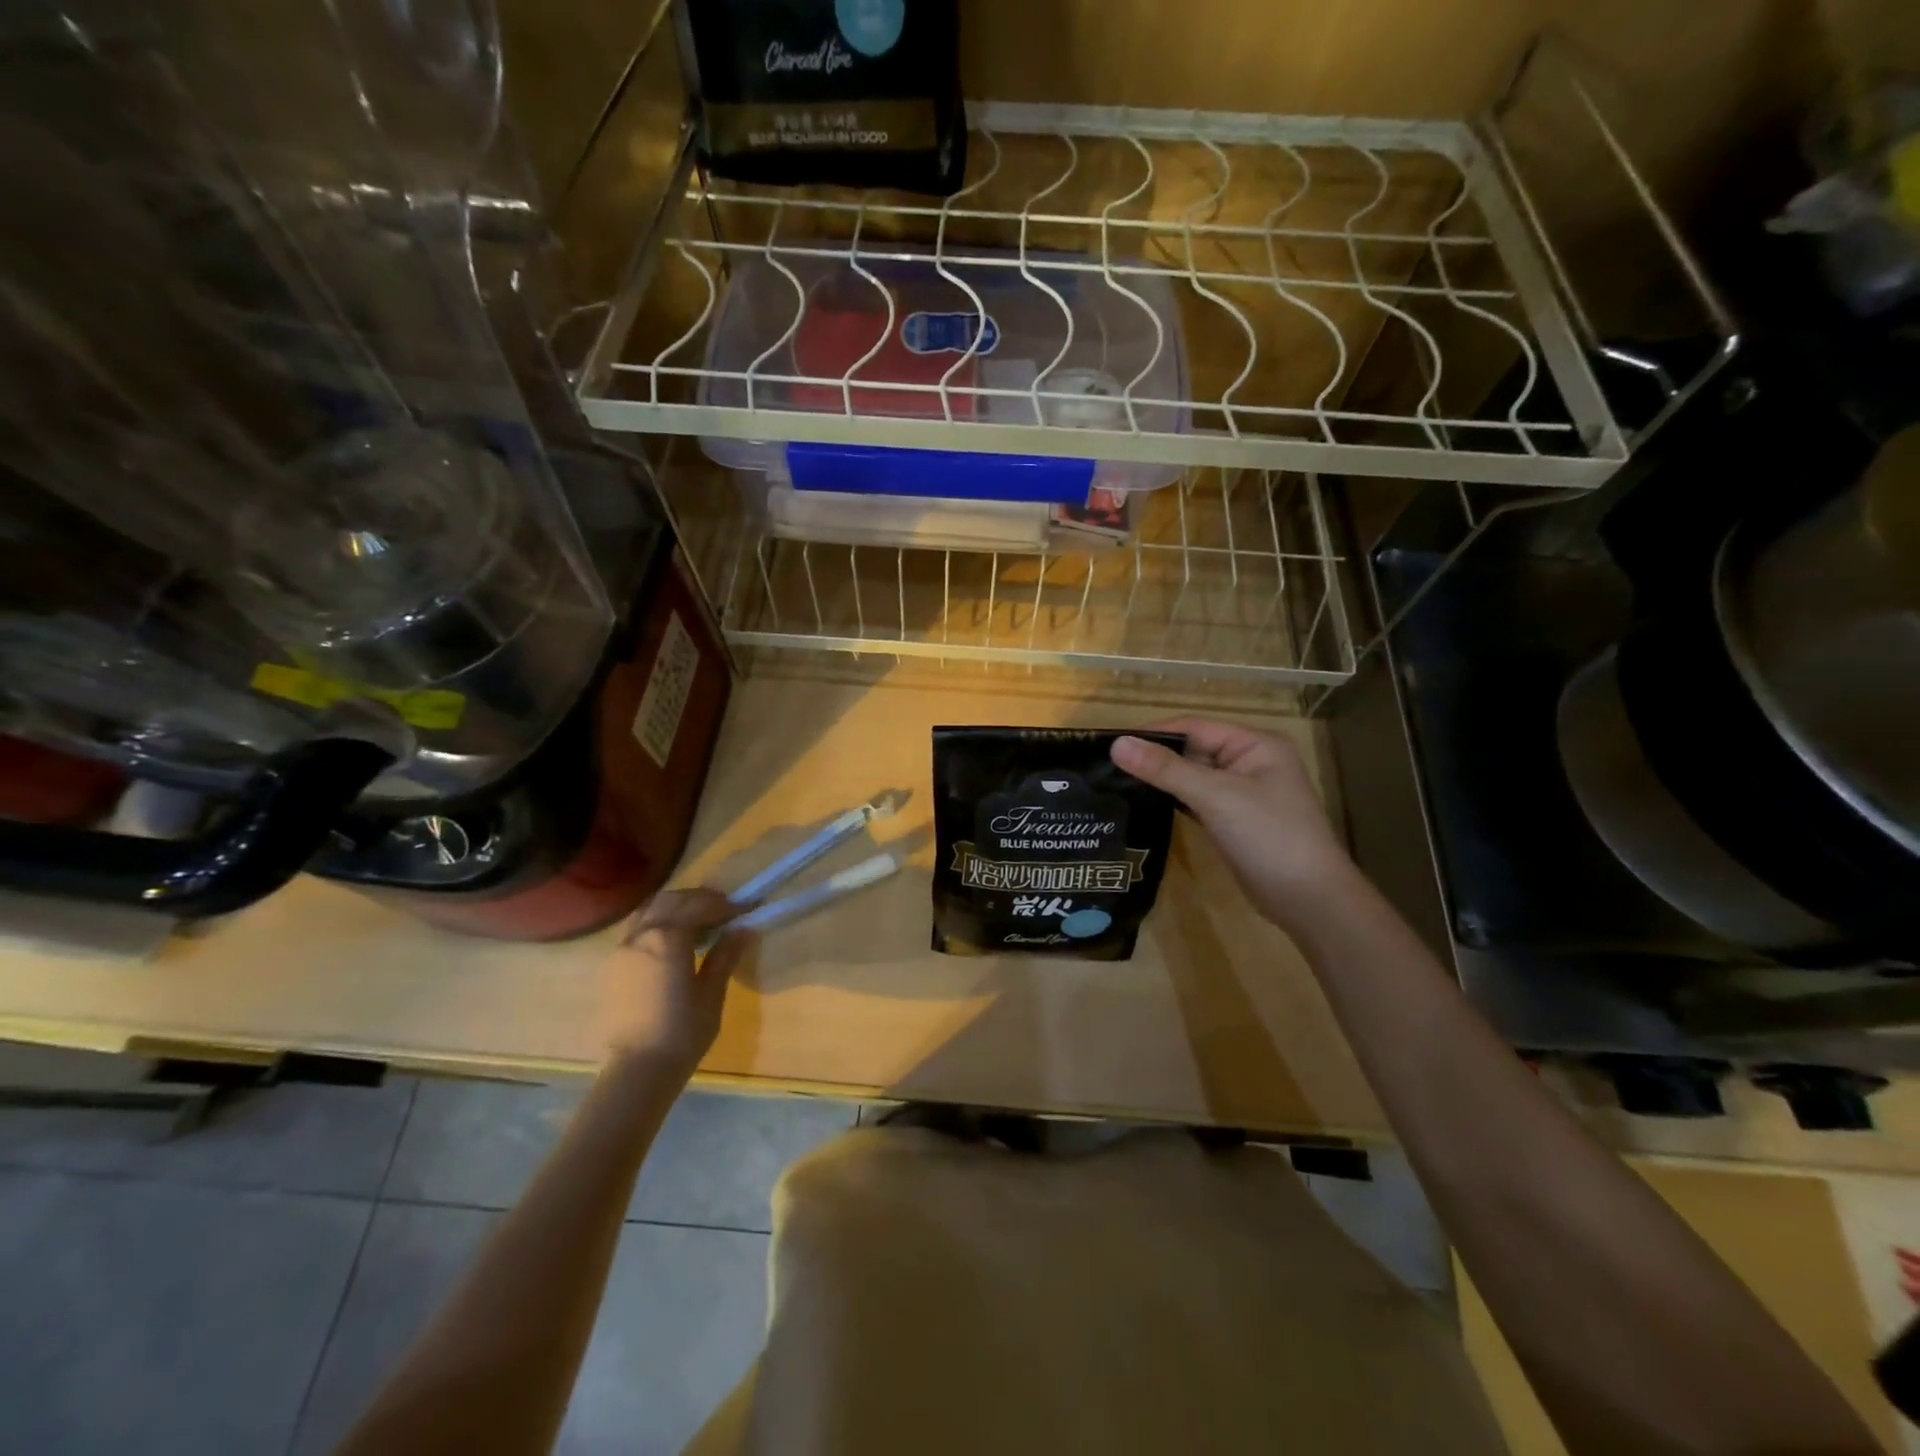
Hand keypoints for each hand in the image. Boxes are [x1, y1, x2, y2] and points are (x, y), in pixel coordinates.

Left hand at [600, 888, 753, 1074]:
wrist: (637, 1071)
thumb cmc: (682, 1033)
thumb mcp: (711, 993)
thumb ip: (725, 955)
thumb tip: (742, 929)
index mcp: (668, 938)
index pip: (699, 906)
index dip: (725, 905)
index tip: (746, 909)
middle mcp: (641, 935)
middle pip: (671, 900)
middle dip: (698, 899)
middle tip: (723, 909)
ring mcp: (621, 949)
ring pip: (648, 910)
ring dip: (675, 906)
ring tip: (697, 920)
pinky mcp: (612, 966)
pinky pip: (636, 928)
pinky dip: (656, 921)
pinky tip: (671, 940)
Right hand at [1112, 717, 1352, 931]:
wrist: (1309, 899)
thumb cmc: (1269, 836)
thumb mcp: (1215, 796)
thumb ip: (1165, 769)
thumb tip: (1116, 744)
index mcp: (1255, 744)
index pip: (1194, 727)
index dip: (1154, 733)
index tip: (1111, 745)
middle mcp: (1249, 762)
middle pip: (1192, 750)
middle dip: (1155, 757)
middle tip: (1108, 767)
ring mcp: (1242, 793)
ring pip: (1193, 777)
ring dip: (1162, 780)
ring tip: (1117, 783)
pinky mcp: (1233, 820)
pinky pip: (1197, 800)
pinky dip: (1174, 800)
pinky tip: (1145, 805)